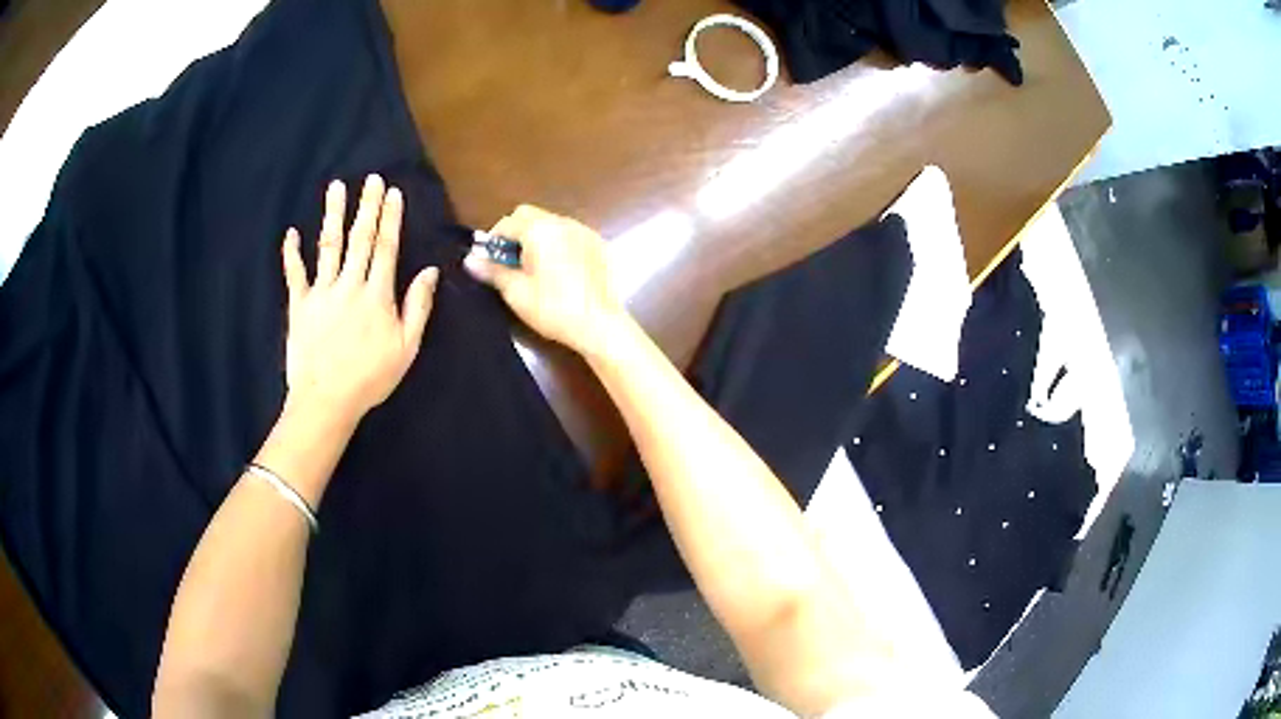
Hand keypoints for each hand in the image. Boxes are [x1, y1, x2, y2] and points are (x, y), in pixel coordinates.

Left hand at [281, 175, 438, 423]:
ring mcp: (321, 292)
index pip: (386, 247)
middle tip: (370, 179)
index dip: (390, 218)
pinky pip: (295, 274)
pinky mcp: (299, 305)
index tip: (392, 193)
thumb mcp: (406, 348)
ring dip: (333, 215)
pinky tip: (291, 233)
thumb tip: (430, 271)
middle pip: (360, 238)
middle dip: (366, 206)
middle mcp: (349, 284)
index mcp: (377, 294)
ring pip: (328, 246)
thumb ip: (418, 307)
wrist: (326, 400)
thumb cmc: (370, 377)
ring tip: (336, 188)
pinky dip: (292, 254)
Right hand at [464, 205, 624, 355]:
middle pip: (529, 216)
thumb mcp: (516, 292)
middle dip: (515, 234)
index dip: (494, 240)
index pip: (507, 222)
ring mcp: (584, 231)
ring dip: (537, 237)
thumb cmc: (553, 309)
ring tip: (535, 268)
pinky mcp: (599, 244)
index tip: (490, 261)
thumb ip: (493, 270)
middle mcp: (562, 222)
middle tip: (511, 262)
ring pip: (551, 223)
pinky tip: (560, 271)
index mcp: (539, 230)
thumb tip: (470, 259)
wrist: (600, 325)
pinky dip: (559, 244)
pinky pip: (570, 234)